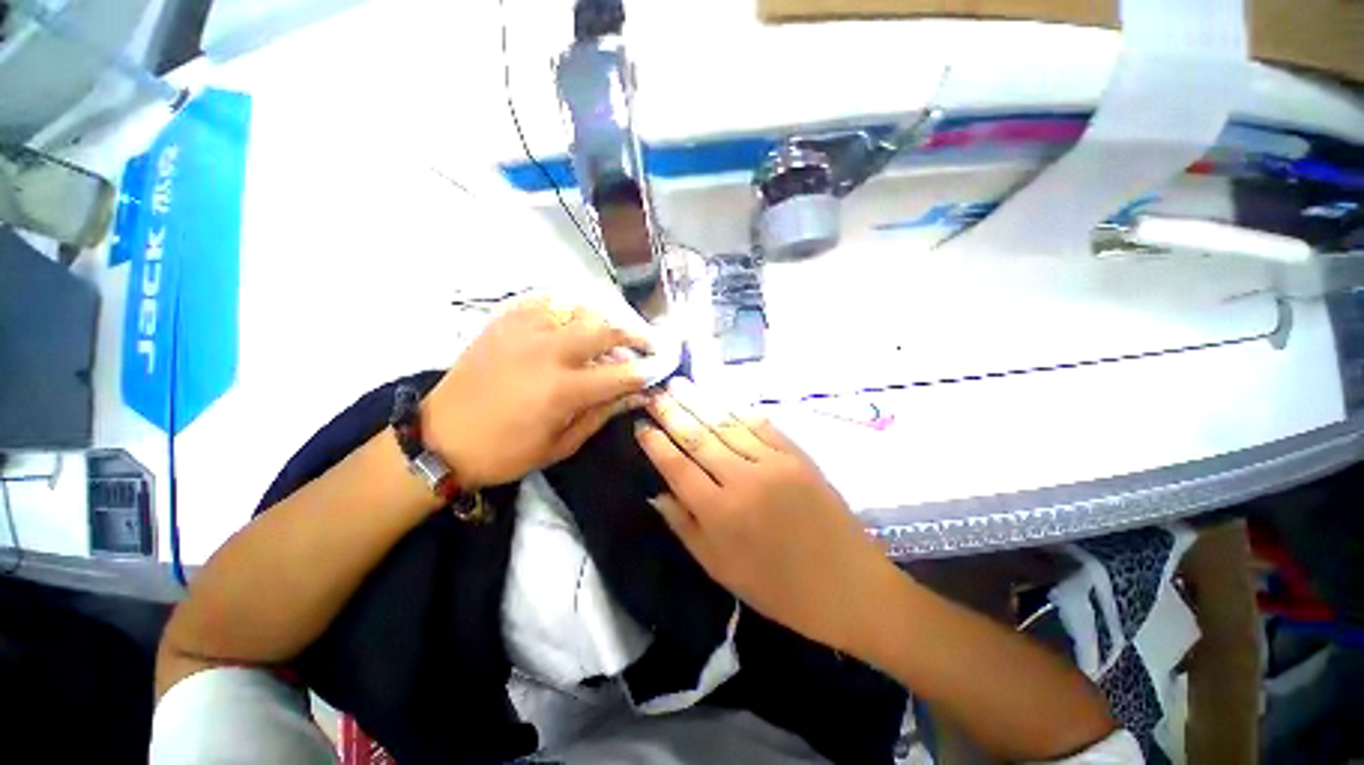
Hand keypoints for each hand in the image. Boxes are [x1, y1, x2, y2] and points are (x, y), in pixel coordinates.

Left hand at [423, 298, 649, 487]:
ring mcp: (523, 330)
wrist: (440, 437)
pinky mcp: (504, 321)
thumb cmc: (504, 452)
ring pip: (580, 308)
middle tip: (651, 342)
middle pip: (606, 329)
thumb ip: (602, 414)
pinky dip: (569, 306)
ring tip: (615, 331)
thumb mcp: (561, 445)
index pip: (621, 373)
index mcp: (561, 390)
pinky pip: (546, 300)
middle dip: (637, 334)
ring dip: (606, 319)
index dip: (648, 369)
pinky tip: (577, 318)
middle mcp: (546, 352)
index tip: (664, 366)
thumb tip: (637, 395)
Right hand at [635, 378, 895, 653]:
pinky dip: (738, 410)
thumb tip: (656, 493)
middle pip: (699, 438)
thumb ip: (685, 527)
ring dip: (701, 402)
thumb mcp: (720, 569)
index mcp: (720, 513)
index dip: (656, 445)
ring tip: (679, 384)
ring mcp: (773, 463)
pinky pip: (761, 425)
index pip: (677, 467)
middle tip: (654, 393)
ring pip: (727, 424)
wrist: (847, 584)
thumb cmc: (778, 588)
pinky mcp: (797, 455)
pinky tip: (721, 397)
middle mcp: (743, 480)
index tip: (641, 425)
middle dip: (672, 413)